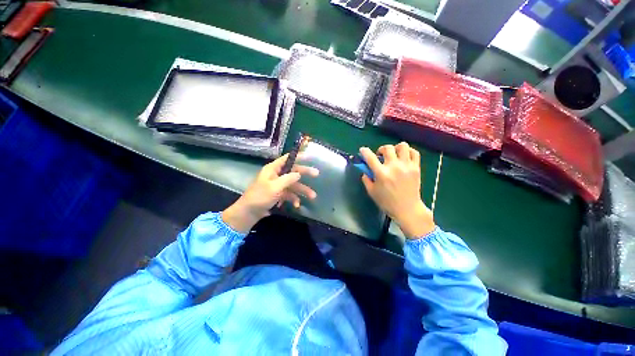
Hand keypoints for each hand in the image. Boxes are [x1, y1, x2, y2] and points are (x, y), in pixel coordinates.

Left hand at [222, 154, 318, 232]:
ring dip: (302, 190)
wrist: (249, 213)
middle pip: (293, 171)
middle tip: (317, 174)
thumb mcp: (275, 187)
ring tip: (313, 196)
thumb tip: (299, 174)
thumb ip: (288, 179)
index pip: (287, 159)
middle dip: (304, 174)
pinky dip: (294, 199)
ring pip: (293, 185)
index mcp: (273, 169)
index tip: (309, 156)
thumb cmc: (260, 197)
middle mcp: (276, 175)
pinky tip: (297, 205)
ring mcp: (278, 185)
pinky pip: (289, 194)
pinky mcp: (278, 194)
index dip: (298, 156)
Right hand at [360, 142, 434, 238]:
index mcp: (382, 174)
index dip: (364, 151)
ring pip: (402, 146)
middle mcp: (394, 167)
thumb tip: (365, 171)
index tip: (363, 150)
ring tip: (393, 155)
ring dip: (395, 148)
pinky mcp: (416, 168)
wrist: (407, 209)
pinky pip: (414, 152)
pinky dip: (408, 151)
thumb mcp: (371, 192)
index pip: (370, 157)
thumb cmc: (387, 202)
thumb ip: (366, 180)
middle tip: (380, 156)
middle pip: (387, 148)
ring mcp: (406, 166)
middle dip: (381, 149)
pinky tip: (403, 157)